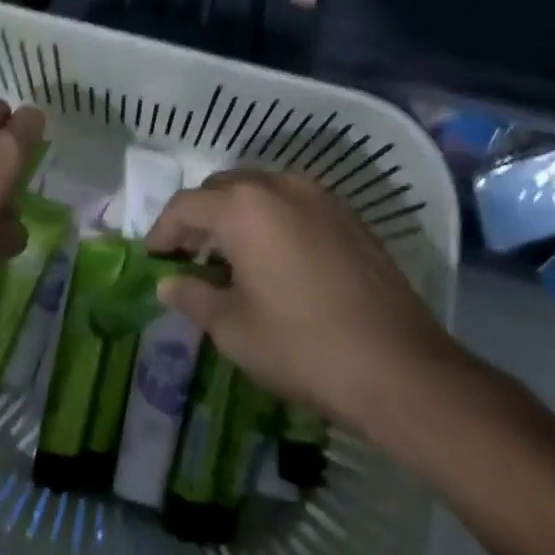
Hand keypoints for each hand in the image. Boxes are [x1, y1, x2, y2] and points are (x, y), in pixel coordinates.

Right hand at [146, 170, 478, 456]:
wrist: (400, 368)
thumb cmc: (302, 346)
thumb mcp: (234, 328)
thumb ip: (193, 296)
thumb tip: (168, 283)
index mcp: (243, 206)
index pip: (186, 206)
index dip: (162, 231)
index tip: (154, 258)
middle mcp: (279, 186)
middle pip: (223, 189)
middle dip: (200, 219)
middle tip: (189, 257)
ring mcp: (319, 196)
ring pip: (261, 192)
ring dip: (237, 217)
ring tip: (232, 258)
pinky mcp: (348, 215)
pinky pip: (294, 205)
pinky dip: (272, 221)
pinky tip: (276, 260)